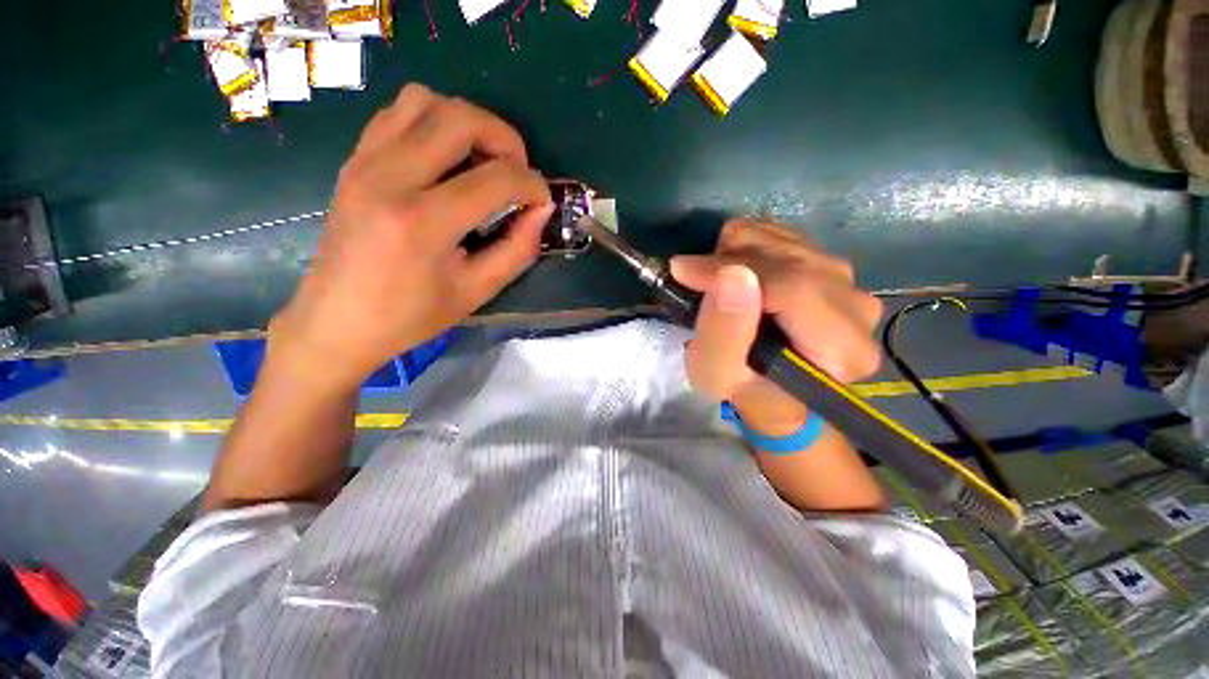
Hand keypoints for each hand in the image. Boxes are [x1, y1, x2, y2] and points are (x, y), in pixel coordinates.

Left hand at [271, 85, 553, 389]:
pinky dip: (434, 123)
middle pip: (460, 118)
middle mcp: (390, 178)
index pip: (496, 179)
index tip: (542, 201)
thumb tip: (541, 210)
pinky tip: (447, 159)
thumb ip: (518, 248)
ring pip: (425, 101)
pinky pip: (398, 114)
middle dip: (505, 138)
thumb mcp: (478, 290)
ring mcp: (365, 162)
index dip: (533, 185)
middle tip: (516, 172)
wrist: (338, 319)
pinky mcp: (355, 160)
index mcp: (423, 223)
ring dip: (467, 123)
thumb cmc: (412, 315)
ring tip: (482, 161)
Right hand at [671, 220, 882, 436]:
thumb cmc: (741, 386)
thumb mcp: (717, 373)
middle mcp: (857, 310)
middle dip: (730, 261)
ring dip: (738, 253)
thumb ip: (723, 330)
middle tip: (696, 279)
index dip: (732, 271)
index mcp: (841, 350)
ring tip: (715, 280)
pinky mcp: (832, 267)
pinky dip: (750, 246)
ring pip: (786, 240)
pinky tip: (736, 271)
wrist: (767, 384)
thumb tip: (732, 273)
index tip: (684, 270)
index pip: (792, 289)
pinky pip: (786, 235)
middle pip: (791, 258)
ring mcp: (849, 283)